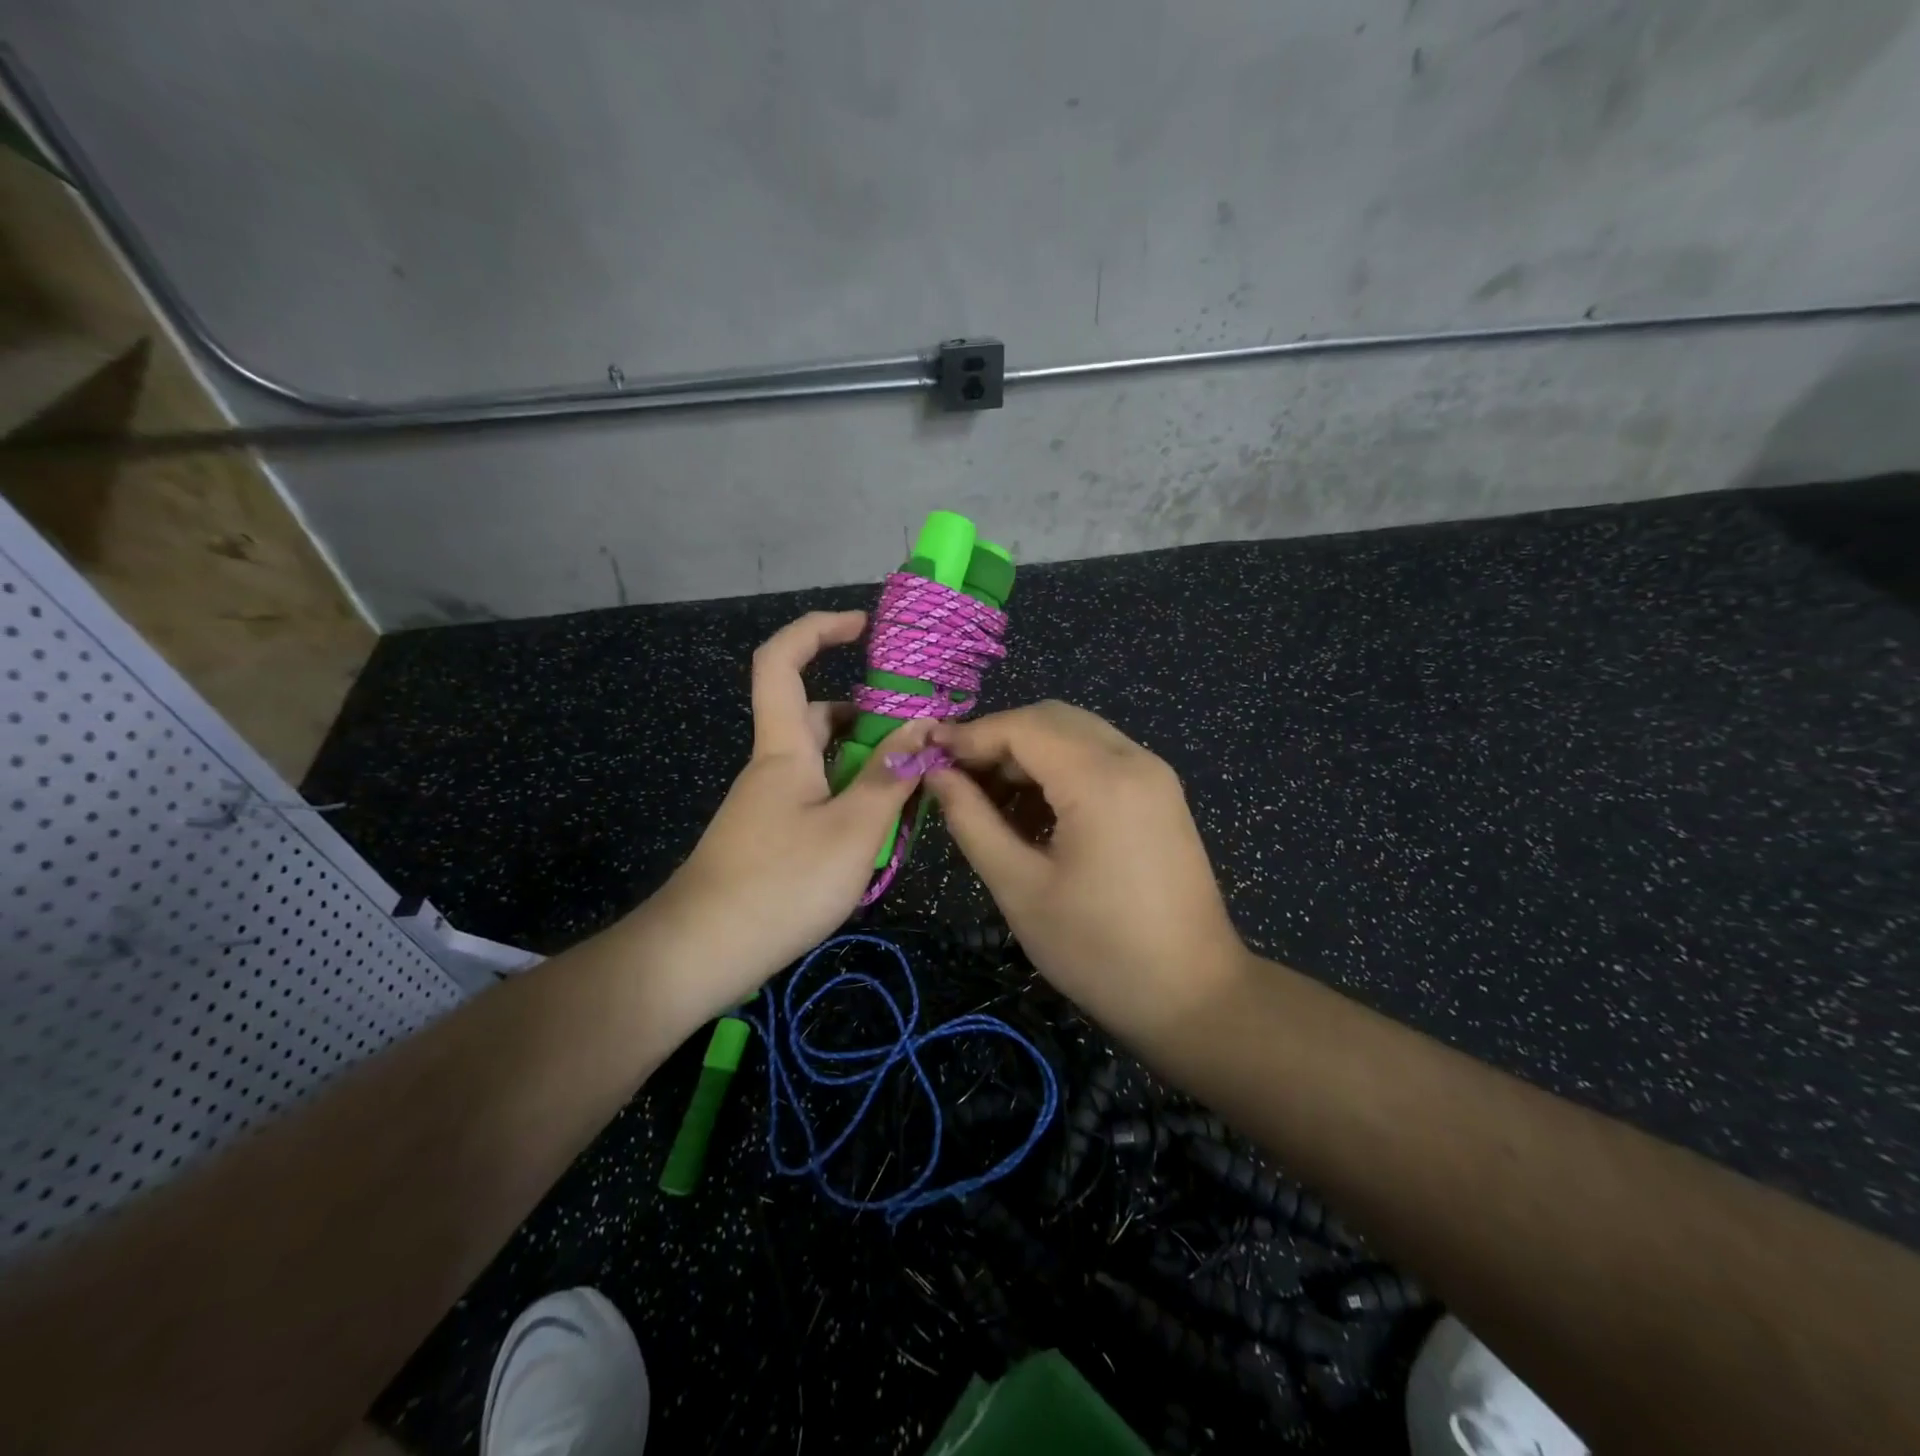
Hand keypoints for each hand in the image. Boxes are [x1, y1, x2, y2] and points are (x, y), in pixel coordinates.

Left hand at [643, 611, 933, 1022]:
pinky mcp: (772, 837)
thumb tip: (924, 727)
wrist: (700, 955)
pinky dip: (853, 800)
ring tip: (914, 790)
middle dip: (869, 715)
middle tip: (919, 736)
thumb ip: (890, 777)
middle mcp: (774, 767)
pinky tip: (881, 833)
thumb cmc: (779, 883)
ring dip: (867, 765)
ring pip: (824, 764)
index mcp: (784, 748)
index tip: (864, 626)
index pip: (782, 661)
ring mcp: (770, 805)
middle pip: (817, 716)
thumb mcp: (852, 831)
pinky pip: (819, 799)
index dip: (818, 629)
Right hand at [926, 701, 1249, 1042]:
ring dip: (1028, 754)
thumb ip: (972, 821)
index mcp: (1100, 779)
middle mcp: (1133, 759)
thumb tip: (937, 775)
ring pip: (1076, 734)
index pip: (1022, 726)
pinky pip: (1100, 758)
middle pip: (1051, 719)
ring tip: (990, 800)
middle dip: (998, 740)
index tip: (929, 758)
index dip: (970, 736)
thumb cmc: (1097, 949)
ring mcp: (1154, 775)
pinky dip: (1060, 769)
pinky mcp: (1161, 794)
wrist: (1193, 995)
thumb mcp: (1020, 887)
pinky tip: (1034, 812)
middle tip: (958, 780)